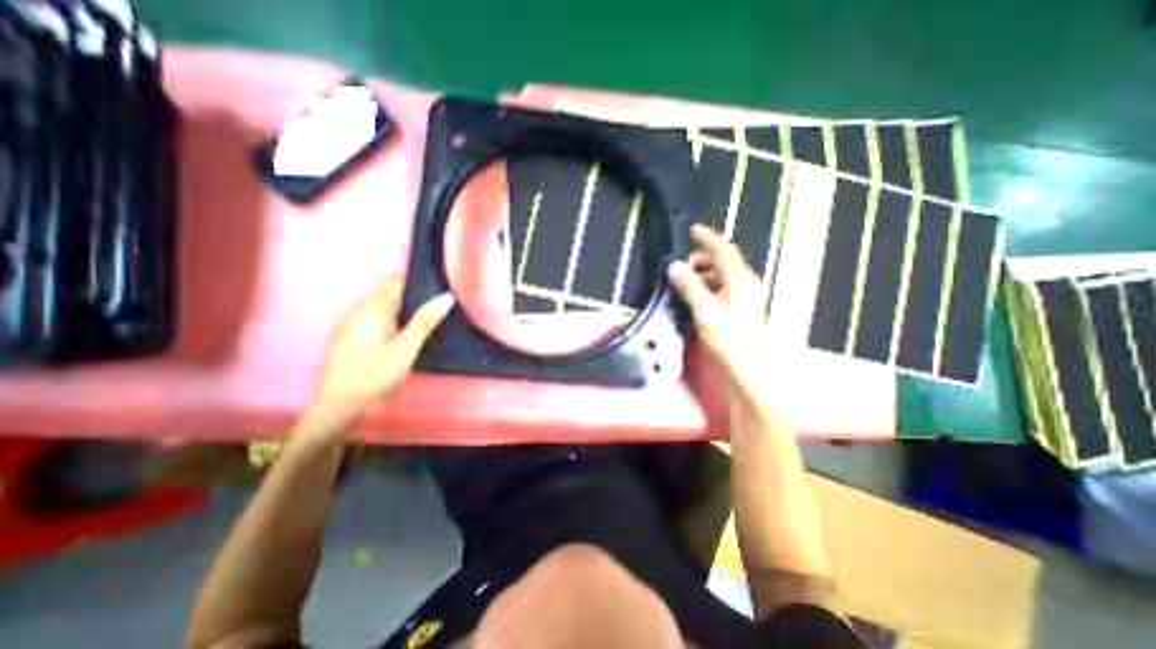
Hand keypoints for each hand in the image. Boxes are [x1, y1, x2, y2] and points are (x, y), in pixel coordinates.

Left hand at [309, 281, 452, 433]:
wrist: (339, 407)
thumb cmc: (375, 375)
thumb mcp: (406, 349)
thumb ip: (425, 321)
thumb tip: (446, 296)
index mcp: (370, 309)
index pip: (395, 282)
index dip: (417, 285)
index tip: (436, 296)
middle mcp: (357, 310)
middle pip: (388, 294)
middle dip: (412, 301)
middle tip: (433, 317)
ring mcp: (349, 323)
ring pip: (381, 308)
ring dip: (401, 314)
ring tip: (421, 328)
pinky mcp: (348, 336)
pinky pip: (373, 320)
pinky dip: (390, 323)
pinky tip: (400, 340)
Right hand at [664, 227, 770, 389]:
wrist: (748, 368)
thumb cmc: (730, 339)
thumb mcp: (706, 311)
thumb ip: (690, 287)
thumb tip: (675, 267)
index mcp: (740, 281)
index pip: (723, 250)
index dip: (707, 238)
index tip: (692, 229)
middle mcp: (745, 285)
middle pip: (723, 261)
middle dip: (703, 257)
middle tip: (682, 262)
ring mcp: (744, 297)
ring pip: (722, 275)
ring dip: (704, 272)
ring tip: (685, 279)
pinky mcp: (740, 308)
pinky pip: (722, 288)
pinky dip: (707, 285)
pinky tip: (695, 296)